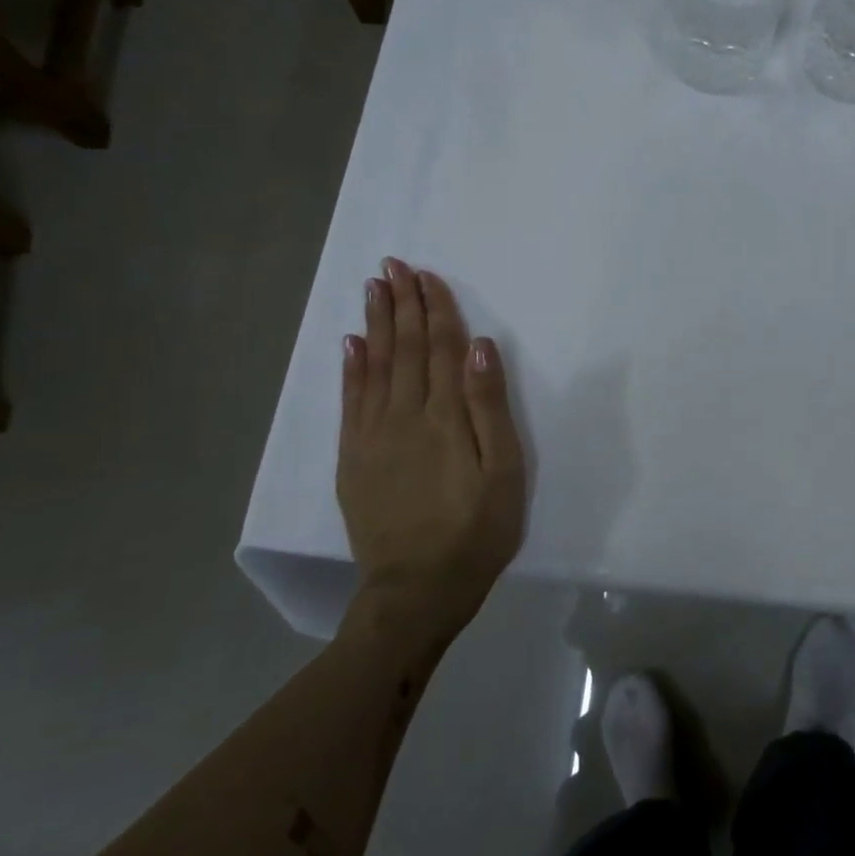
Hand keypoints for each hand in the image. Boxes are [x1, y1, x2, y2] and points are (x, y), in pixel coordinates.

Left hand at [336, 259, 526, 651]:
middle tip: (393, 265)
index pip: (441, 349)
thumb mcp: (503, 471)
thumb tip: (479, 347)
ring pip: (374, 366)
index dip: (436, 309)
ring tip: (373, 288)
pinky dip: (351, 368)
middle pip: (405, 349)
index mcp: (444, 417)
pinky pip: (351, 401)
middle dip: (402, 304)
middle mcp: (404, 416)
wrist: (417, 590)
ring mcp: (373, 436)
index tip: (427, 275)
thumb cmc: (477, 530)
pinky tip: (351, 343)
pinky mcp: (354, 458)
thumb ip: (490, 407)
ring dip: (376, 324)